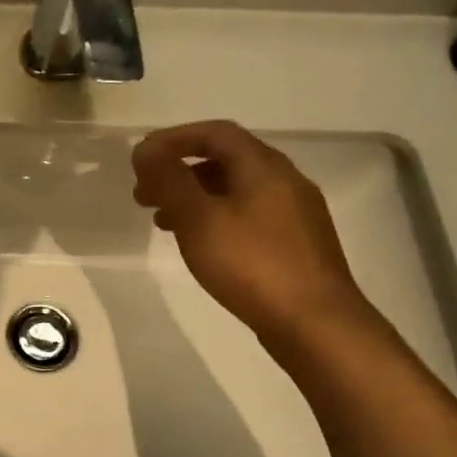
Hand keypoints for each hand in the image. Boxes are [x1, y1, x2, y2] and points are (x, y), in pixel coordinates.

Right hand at [132, 120, 374, 357]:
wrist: (315, 323)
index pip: (215, 133)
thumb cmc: (252, 264)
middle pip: (225, 160)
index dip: (174, 139)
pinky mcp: (296, 244)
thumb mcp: (199, 219)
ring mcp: (295, 214)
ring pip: (235, 191)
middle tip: (144, 194)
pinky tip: (201, 245)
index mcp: (264, 166)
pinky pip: (247, 216)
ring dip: (195, 197)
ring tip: (162, 222)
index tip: (141, 158)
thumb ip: (169, 180)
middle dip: (180, 171)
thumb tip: (145, 149)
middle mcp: (285, 181)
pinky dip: (215, 218)